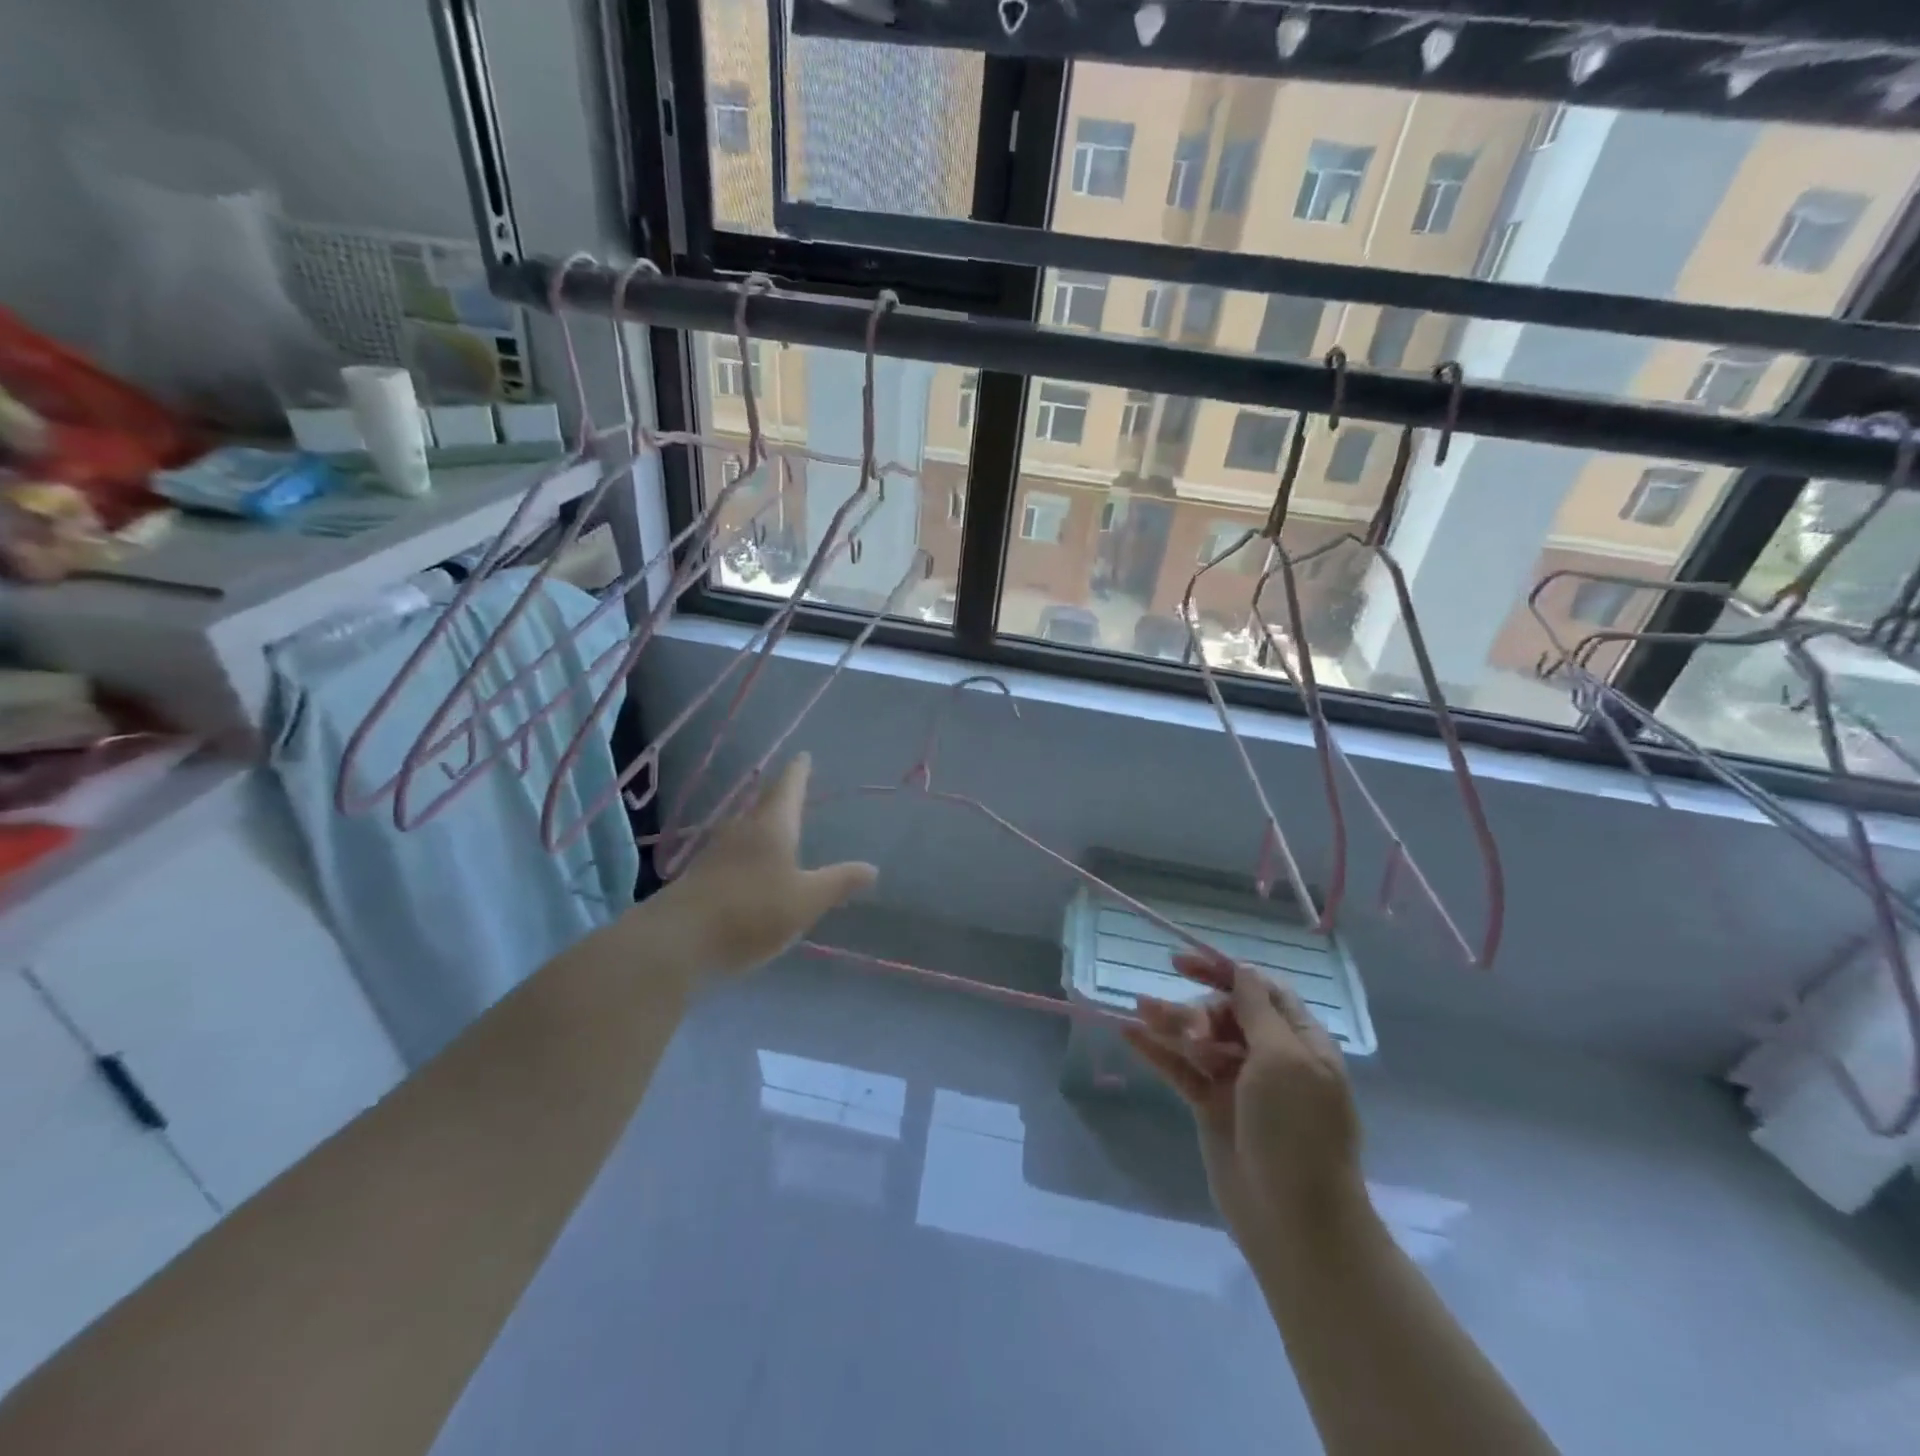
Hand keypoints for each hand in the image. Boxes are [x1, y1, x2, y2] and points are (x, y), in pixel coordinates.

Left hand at [661, 754, 876, 978]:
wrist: (679, 940)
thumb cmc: (752, 911)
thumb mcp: (806, 900)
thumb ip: (839, 882)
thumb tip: (872, 868)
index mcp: (771, 827)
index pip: (788, 788)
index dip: (798, 772)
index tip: (803, 756)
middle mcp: (742, 830)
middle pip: (763, 805)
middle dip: (779, 796)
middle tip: (792, 788)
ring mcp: (715, 852)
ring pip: (744, 828)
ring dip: (760, 824)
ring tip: (774, 825)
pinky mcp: (699, 876)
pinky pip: (731, 853)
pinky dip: (746, 851)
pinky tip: (749, 866)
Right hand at [1124, 954, 1363, 1244]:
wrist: (1296, 1221)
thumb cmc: (1297, 1131)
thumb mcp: (1283, 1059)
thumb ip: (1257, 1010)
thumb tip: (1243, 969)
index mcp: (1300, 1041)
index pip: (1260, 990)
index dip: (1223, 972)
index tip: (1182, 963)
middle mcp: (1270, 1057)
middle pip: (1227, 1013)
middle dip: (1199, 1008)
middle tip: (1186, 1028)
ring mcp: (1239, 1084)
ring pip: (1200, 1039)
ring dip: (1171, 1022)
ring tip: (1139, 1008)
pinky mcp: (1212, 1107)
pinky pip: (1182, 1069)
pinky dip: (1159, 1051)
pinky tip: (1130, 1033)